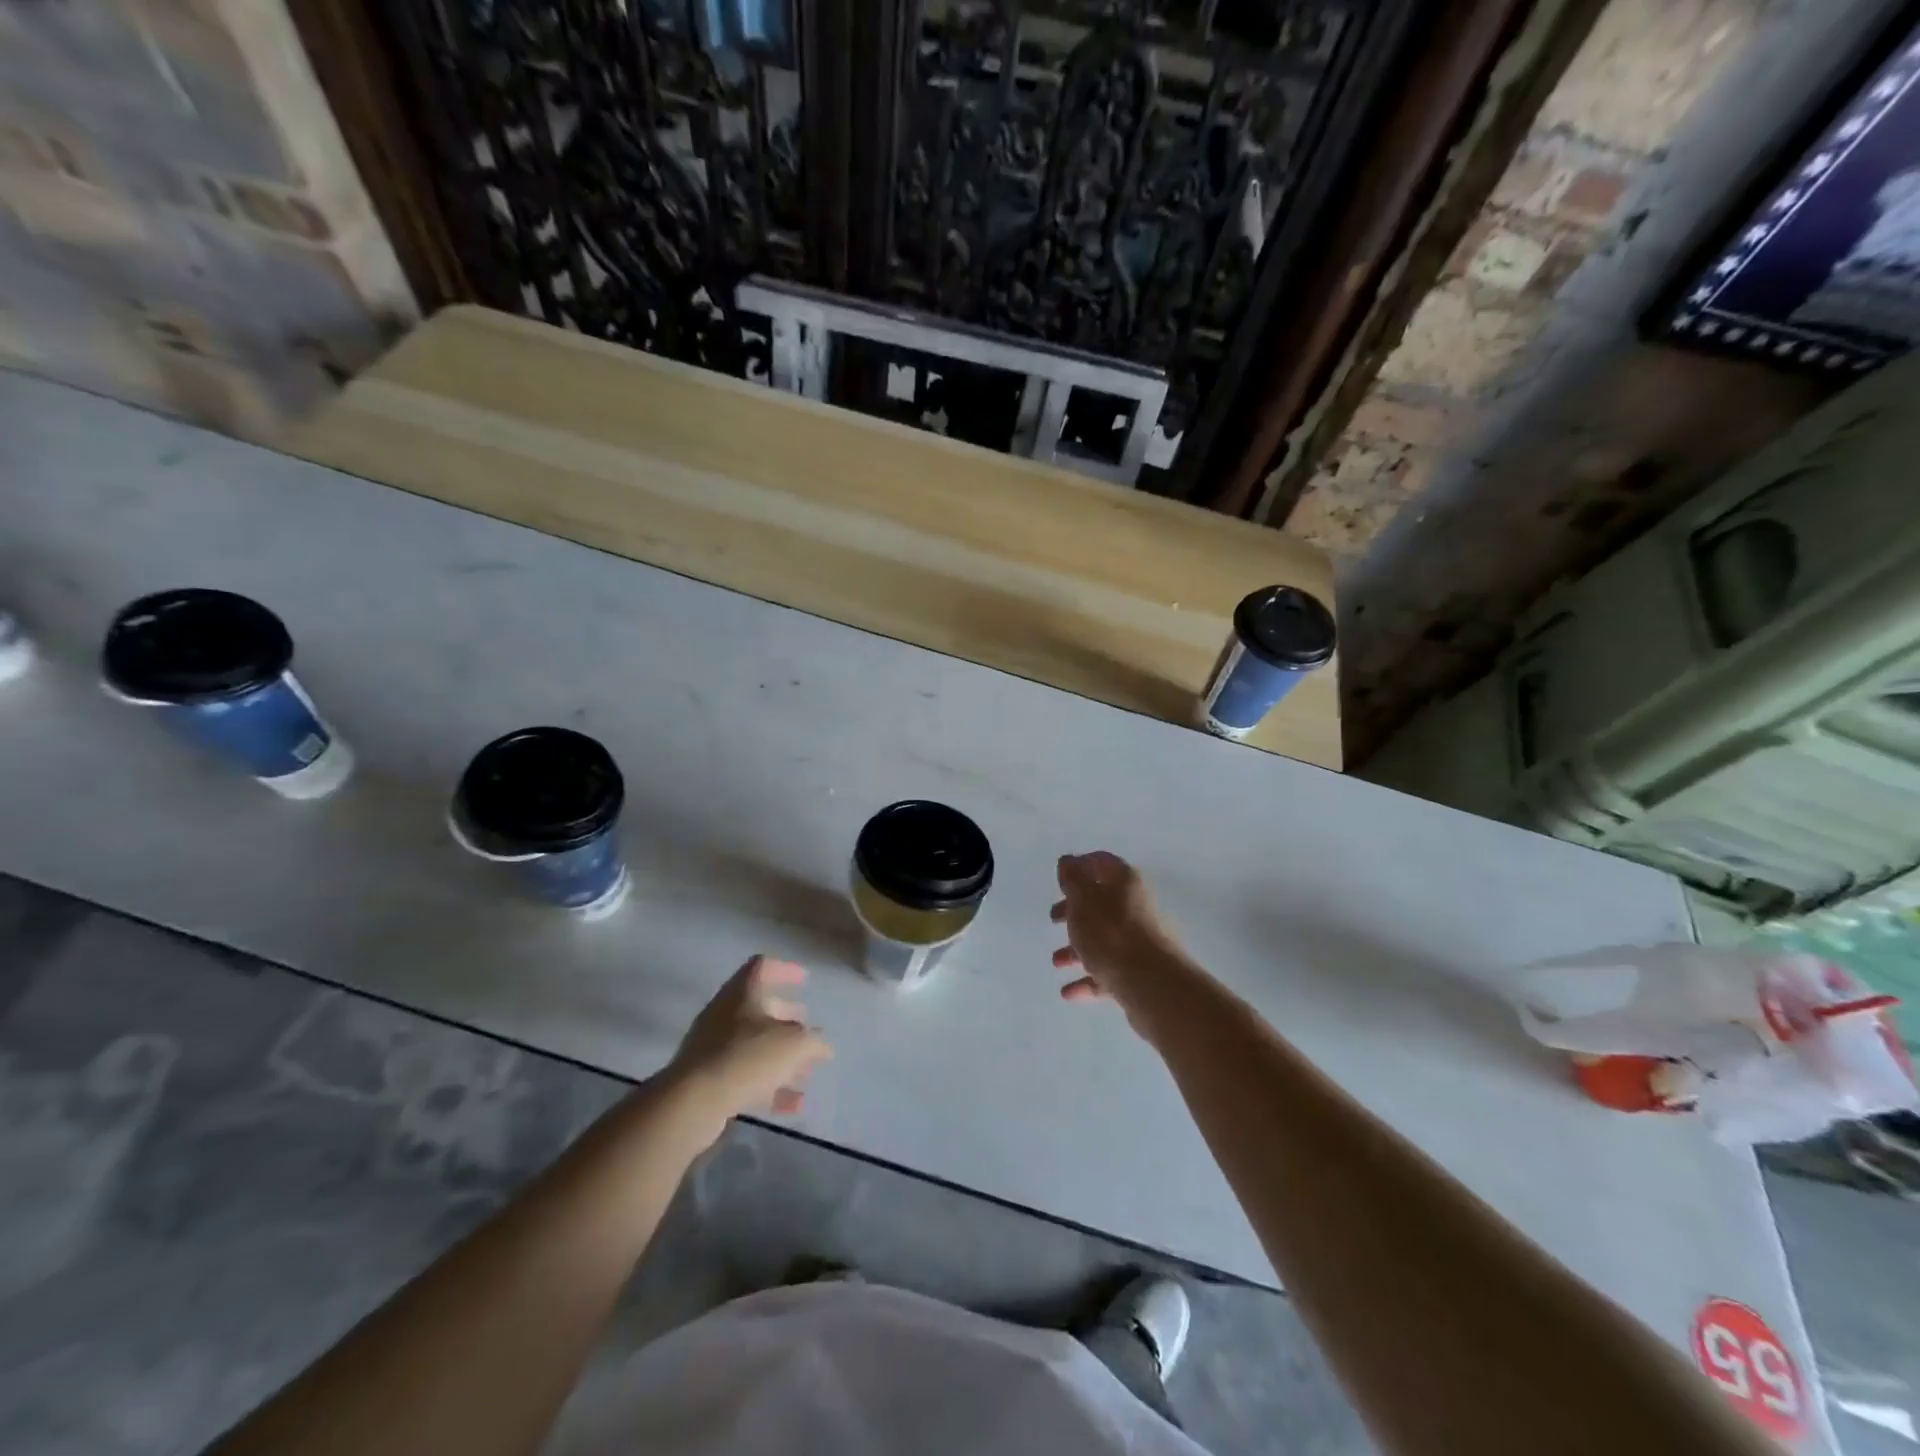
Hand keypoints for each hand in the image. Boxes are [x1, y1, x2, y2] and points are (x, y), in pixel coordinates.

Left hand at [665, 956, 831, 1145]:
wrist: (692, 1103)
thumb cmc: (746, 1057)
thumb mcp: (794, 1044)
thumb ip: (813, 1041)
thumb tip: (822, 1045)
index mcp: (742, 992)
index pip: (762, 966)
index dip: (785, 970)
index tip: (805, 981)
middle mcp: (724, 1014)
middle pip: (759, 1008)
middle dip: (786, 1018)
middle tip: (807, 1027)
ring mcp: (712, 1047)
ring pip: (752, 1045)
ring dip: (780, 1057)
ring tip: (805, 1073)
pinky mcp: (707, 1080)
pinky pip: (744, 1076)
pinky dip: (768, 1086)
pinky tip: (792, 1106)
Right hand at [1050, 852, 1192, 1035]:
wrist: (1151, 984)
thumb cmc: (1110, 933)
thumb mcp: (1082, 900)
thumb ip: (1072, 879)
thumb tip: (1068, 861)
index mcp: (1124, 882)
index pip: (1102, 863)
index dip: (1080, 866)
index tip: (1060, 878)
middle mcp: (1135, 906)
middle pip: (1101, 903)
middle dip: (1075, 911)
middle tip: (1054, 919)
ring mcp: (1139, 941)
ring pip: (1103, 939)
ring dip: (1077, 949)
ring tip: (1057, 962)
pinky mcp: (1139, 971)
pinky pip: (1108, 970)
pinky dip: (1088, 979)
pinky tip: (1068, 992)